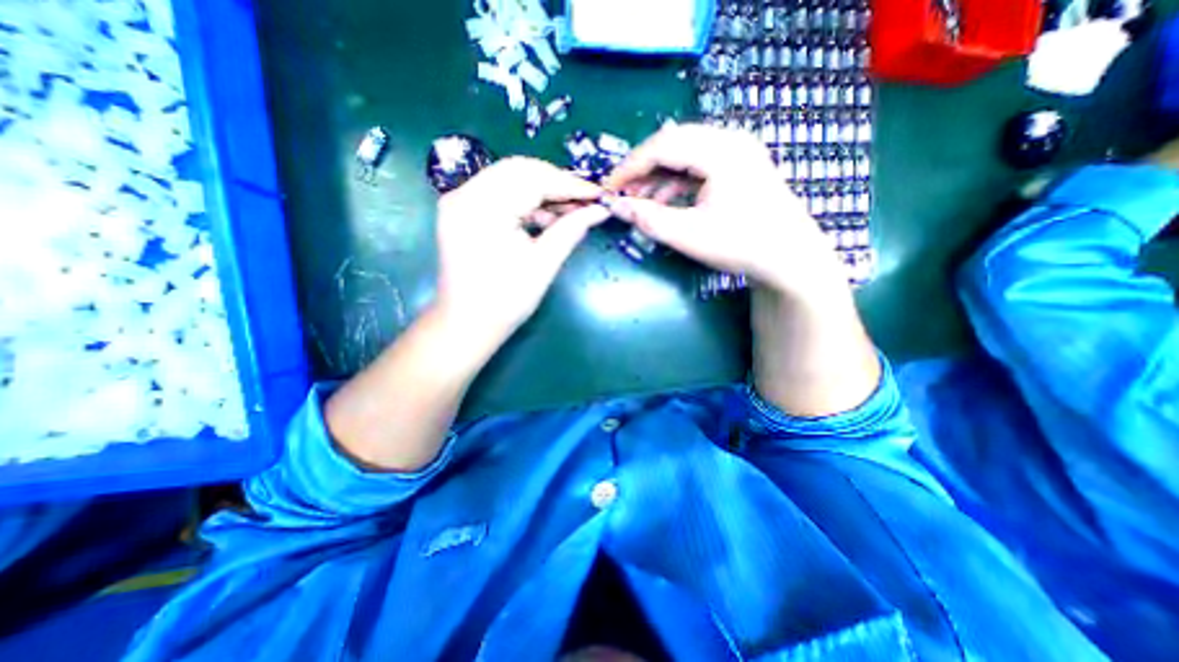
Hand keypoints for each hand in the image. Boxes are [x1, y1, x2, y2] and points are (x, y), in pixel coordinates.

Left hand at [431, 155, 606, 339]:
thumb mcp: (543, 265)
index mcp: (482, 208)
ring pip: (510, 179)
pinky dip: (525, 201)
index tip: (598, 193)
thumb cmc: (505, 301)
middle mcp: (465, 194)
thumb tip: (599, 211)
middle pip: (520, 170)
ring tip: (569, 211)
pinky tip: (546, 218)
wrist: (466, 325)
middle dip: (557, 183)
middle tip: (585, 201)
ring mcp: (460, 201)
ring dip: (542, 191)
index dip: (570, 184)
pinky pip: (500, 193)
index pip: (533, 179)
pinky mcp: (462, 211)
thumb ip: (571, 231)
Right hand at [601, 121, 842, 296]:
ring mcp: (737, 152)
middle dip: (643, 169)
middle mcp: (730, 141)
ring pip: (685, 154)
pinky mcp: (739, 167)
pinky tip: (666, 202)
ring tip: (641, 202)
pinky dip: (677, 182)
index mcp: (721, 151)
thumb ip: (650, 219)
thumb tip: (617, 208)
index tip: (609, 188)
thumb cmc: (742, 245)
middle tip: (623, 194)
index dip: (631, 166)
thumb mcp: (690, 235)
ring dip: (659, 176)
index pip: (663, 145)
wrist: (790, 259)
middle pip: (673, 144)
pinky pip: (699, 166)